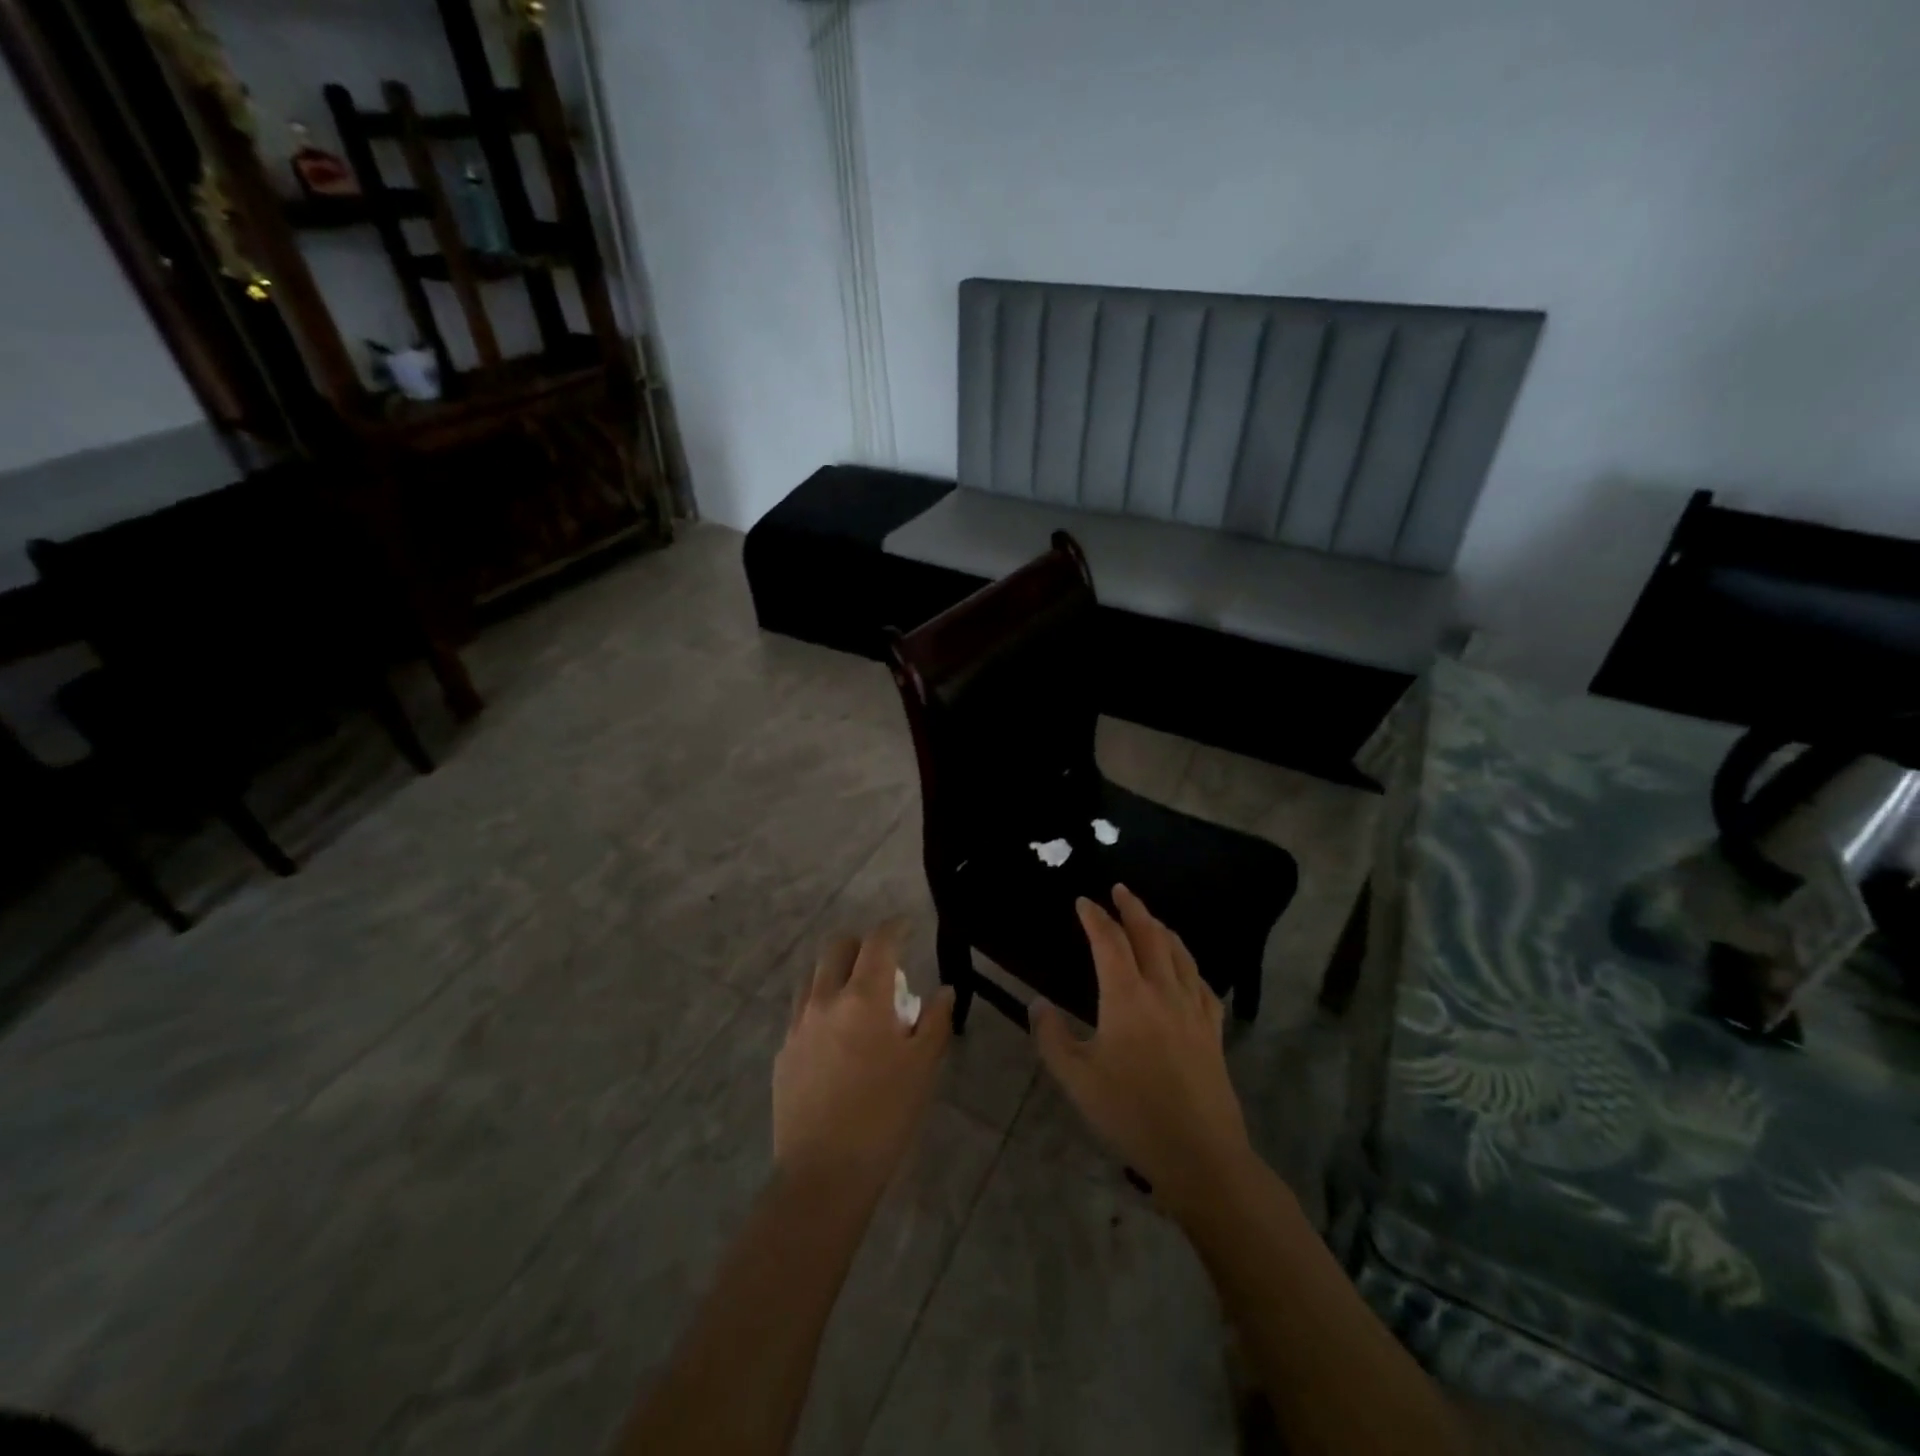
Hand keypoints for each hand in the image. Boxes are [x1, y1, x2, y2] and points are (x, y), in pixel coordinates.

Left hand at [774, 920, 954, 1195]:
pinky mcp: (783, 1052)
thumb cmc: (885, 1115)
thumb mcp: (923, 1068)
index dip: (894, 927)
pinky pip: (801, 1012)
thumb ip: (936, 1021)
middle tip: (882, 964)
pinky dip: (820, 1007)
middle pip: (837, 948)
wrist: (824, 1172)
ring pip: (813, 976)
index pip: (878, 942)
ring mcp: (798, 1025)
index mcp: (864, 997)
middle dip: (860, 945)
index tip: (906, 925)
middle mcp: (825, 1000)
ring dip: (836, 973)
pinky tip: (835, 1038)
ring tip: (856, 999)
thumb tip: (944, 991)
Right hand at [1030, 885, 1254, 1217]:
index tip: (1083, 902)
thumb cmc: (1131, 1114)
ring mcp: (1193, 1010)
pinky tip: (1186, 969)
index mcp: (1127, 997)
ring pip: (1179, 954)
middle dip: (1132, 908)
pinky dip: (1188, 963)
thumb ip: (1052, 1037)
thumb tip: (1038, 1004)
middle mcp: (1163, 991)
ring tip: (1151, 919)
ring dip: (1162, 929)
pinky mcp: (1213, 1031)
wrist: (1200, 1155)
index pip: (1108, 941)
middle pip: (1150, 935)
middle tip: (1120, 890)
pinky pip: (1202, 983)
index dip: (1095, 917)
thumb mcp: (1077, 1079)